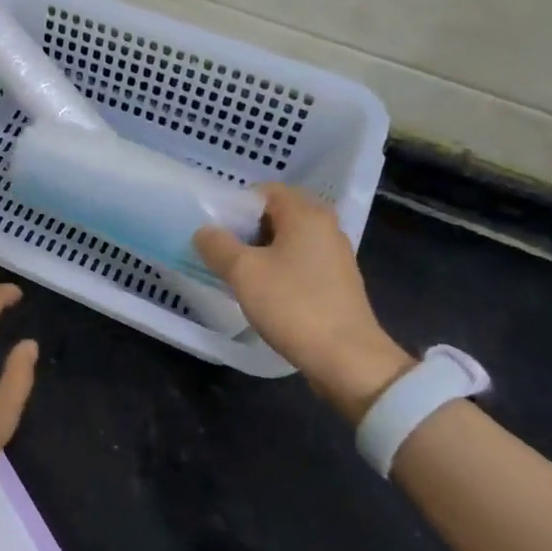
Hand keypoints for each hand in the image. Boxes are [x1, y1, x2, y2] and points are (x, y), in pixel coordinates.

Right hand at [194, 184, 412, 421]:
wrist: (347, 359)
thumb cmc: (293, 306)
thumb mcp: (243, 273)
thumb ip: (217, 245)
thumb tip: (205, 231)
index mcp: (306, 214)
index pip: (265, 190)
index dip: (236, 205)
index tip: (215, 230)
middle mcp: (325, 227)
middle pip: (277, 214)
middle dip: (246, 230)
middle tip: (220, 252)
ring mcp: (335, 256)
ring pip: (288, 240)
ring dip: (260, 252)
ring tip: (236, 274)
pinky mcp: (337, 283)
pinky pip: (300, 263)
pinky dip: (278, 269)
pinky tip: (262, 293)